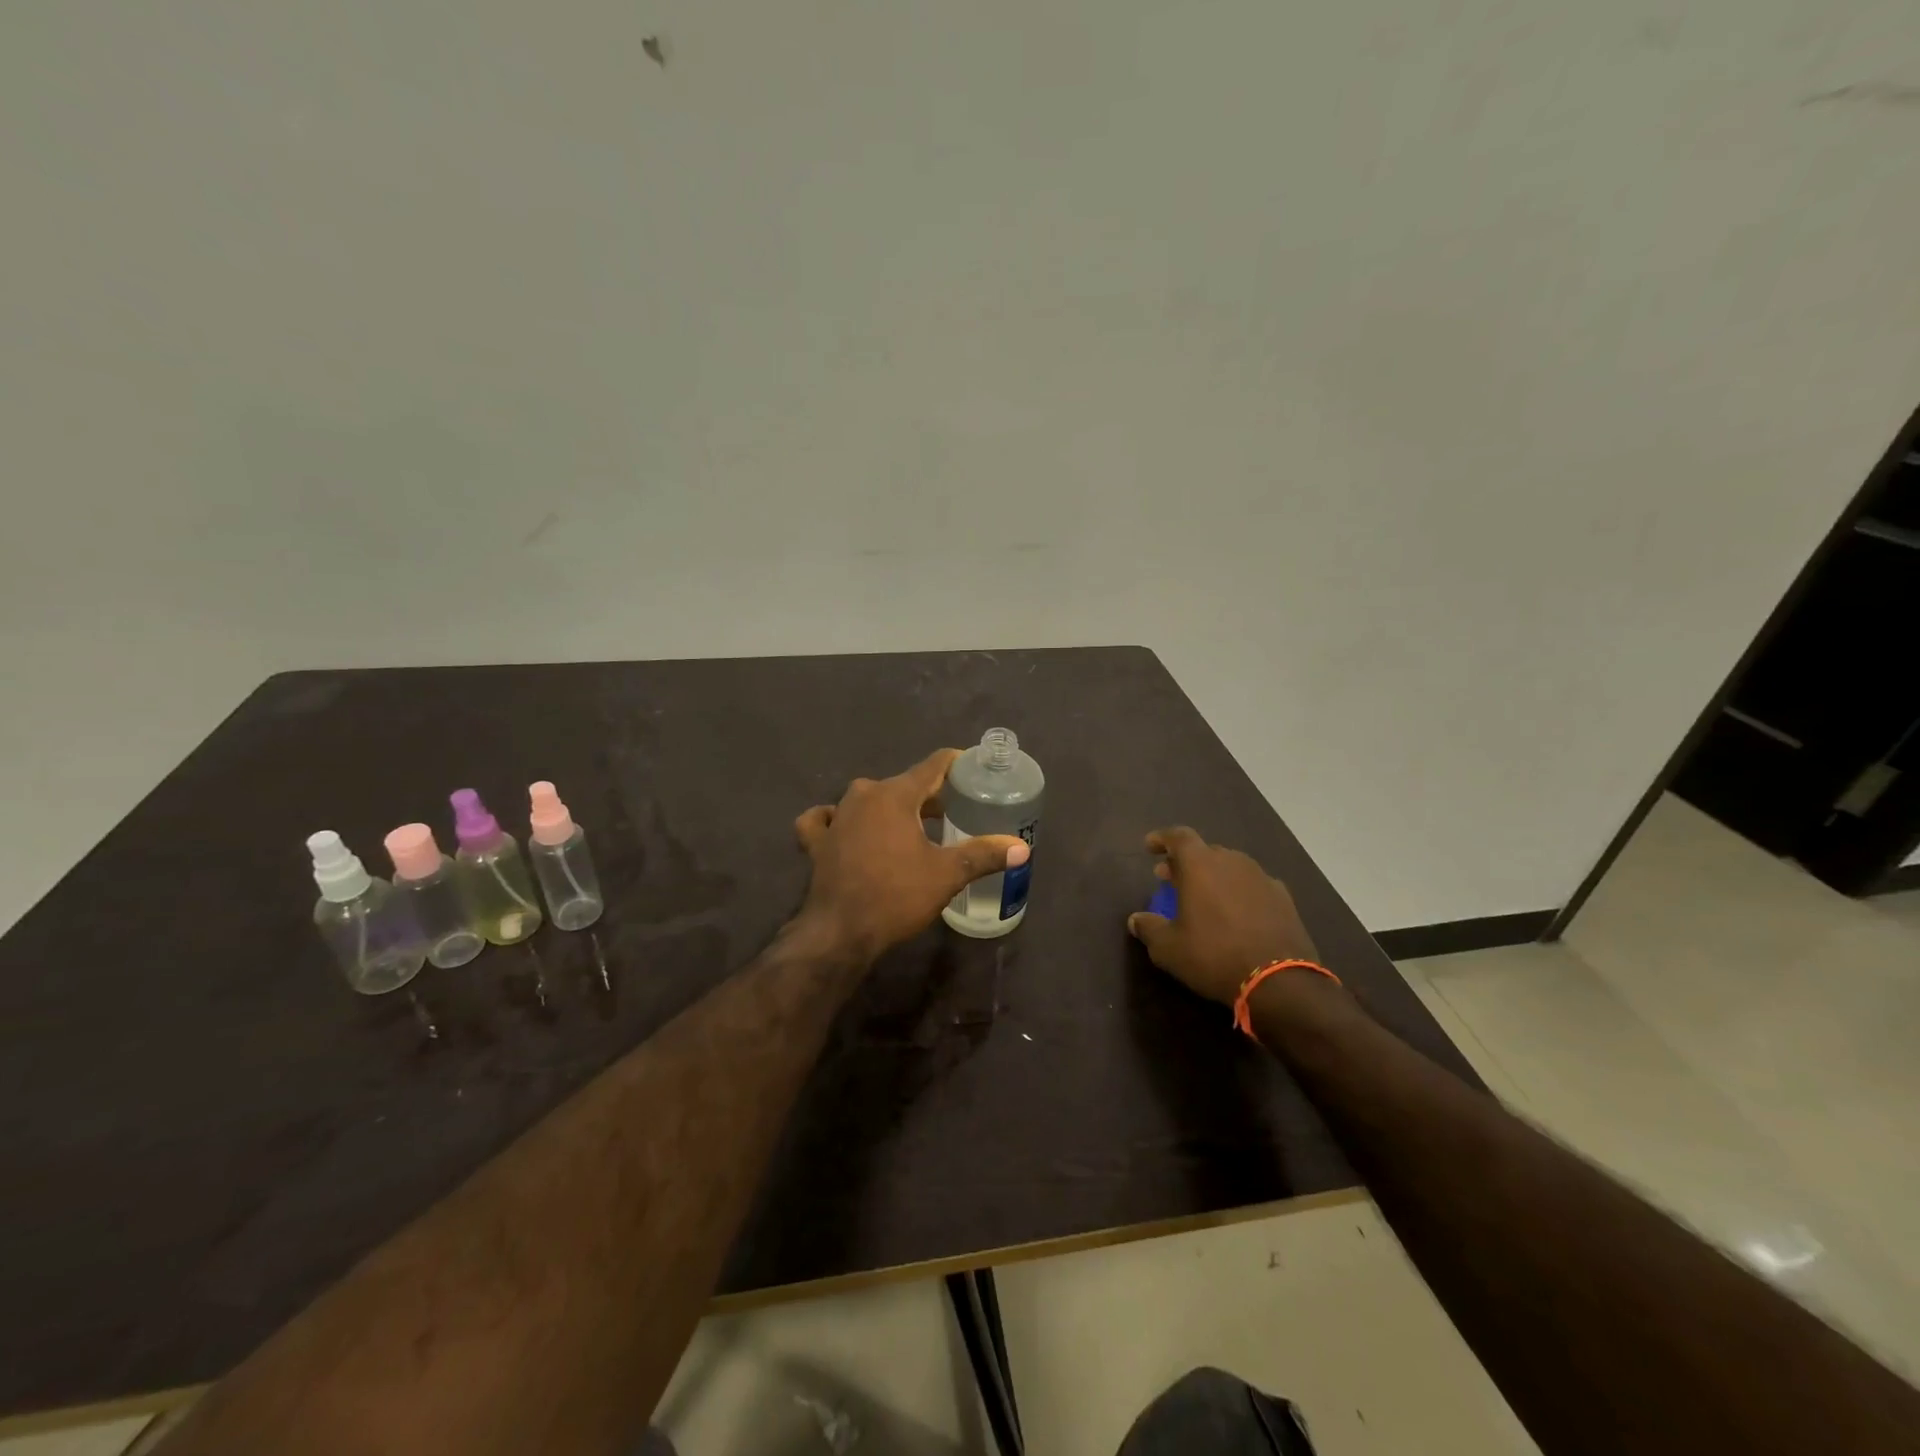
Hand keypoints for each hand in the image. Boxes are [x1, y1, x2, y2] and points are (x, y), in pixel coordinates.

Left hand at [794, 749, 1028, 963]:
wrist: (839, 933)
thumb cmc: (896, 896)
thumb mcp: (946, 875)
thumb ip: (983, 855)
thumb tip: (1022, 848)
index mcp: (895, 794)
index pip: (933, 765)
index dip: (956, 764)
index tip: (973, 768)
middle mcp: (863, 795)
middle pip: (903, 784)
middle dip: (928, 795)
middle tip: (952, 811)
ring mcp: (836, 817)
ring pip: (868, 800)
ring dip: (890, 808)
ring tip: (911, 826)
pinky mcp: (817, 842)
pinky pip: (827, 820)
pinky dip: (838, 821)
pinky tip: (845, 829)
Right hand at [1127, 827, 1319, 1005]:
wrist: (1280, 981)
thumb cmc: (1214, 956)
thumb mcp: (1169, 949)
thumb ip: (1149, 928)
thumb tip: (1136, 920)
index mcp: (1200, 865)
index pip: (1178, 836)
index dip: (1162, 838)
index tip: (1149, 847)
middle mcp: (1232, 862)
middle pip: (1205, 851)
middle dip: (1185, 861)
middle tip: (1171, 878)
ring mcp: (1262, 878)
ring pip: (1231, 866)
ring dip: (1213, 875)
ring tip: (1204, 896)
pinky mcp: (1284, 898)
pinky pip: (1253, 885)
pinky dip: (1239, 891)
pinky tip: (1237, 912)